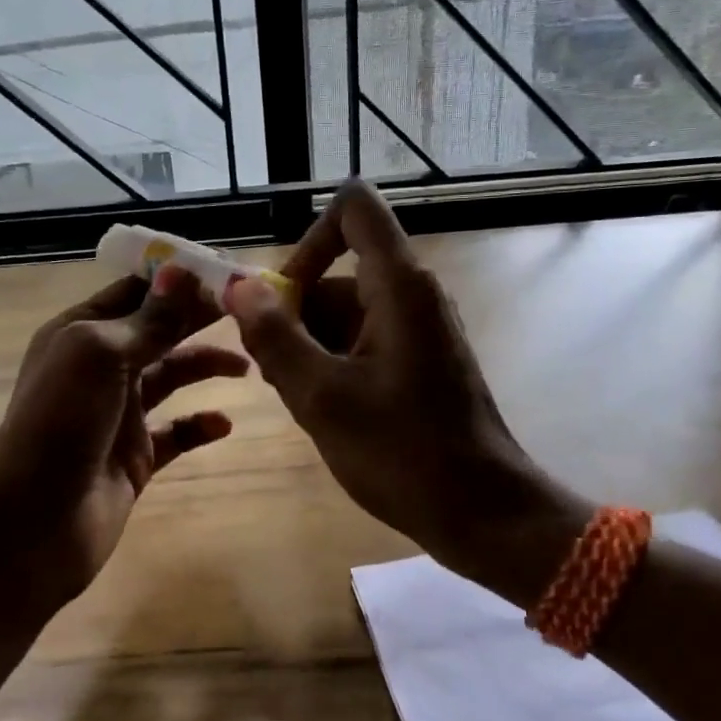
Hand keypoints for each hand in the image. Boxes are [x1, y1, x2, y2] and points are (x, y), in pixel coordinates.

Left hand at [0, 268, 247, 612]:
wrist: (33, 526)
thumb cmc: (60, 425)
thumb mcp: (99, 356)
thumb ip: (146, 319)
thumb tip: (181, 269)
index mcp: (81, 334)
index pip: (135, 292)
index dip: (177, 279)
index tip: (227, 272)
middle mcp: (100, 368)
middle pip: (159, 330)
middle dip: (199, 318)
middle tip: (251, 310)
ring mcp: (119, 414)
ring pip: (171, 377)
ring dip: (205, 366)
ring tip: (247, 367)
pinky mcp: (135, 457)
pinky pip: (176, 433)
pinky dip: (199, 425)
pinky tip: (223, 424)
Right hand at [224, 182, 587, 604]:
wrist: (482, 511)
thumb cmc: (403, 453)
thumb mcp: (322, 397)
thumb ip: (275, 337)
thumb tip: (237, 286)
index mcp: (399, 285)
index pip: (354, 208)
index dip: (310, 237)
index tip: (284, 297)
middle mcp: (413, 294)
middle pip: (339, 272)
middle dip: (295, 314)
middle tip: (273, 372)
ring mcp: (419, 329)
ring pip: (346, 311)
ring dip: (309, 345)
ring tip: (297, 399)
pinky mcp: (420, 359)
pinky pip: (364, 339)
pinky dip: (334, 362)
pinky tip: (322, 408)